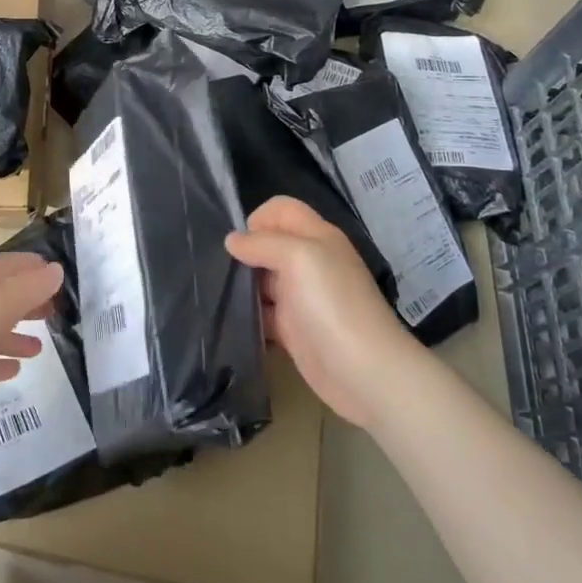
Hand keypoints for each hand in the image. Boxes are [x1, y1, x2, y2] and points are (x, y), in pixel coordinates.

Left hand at [0, 253, 63, 433]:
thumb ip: (28, 289)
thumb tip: (56, 270)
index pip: (8, 266)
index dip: (31, 266)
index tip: (56, 274)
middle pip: (0, 297)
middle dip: (27, 301)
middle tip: (55, 312)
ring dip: (14, 335)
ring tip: (40, 348)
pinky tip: (12, 371)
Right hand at [226, 196, 422, 428]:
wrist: (365, 372)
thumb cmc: (332, 304)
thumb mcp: (299, 258)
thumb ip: (262, 243)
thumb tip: (232, 240)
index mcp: (317, 237)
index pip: (282, 210)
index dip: (258, 218)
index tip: (239, 243)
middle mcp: (310, 263)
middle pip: (270, 245)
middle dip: (244, 253)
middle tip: (219, 270)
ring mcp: (302, 298)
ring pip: (263, 280)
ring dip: (241, 286)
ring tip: (216, 294)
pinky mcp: (294, 330)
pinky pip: (264, 315)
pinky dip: (247, 316)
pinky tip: (229, 321)